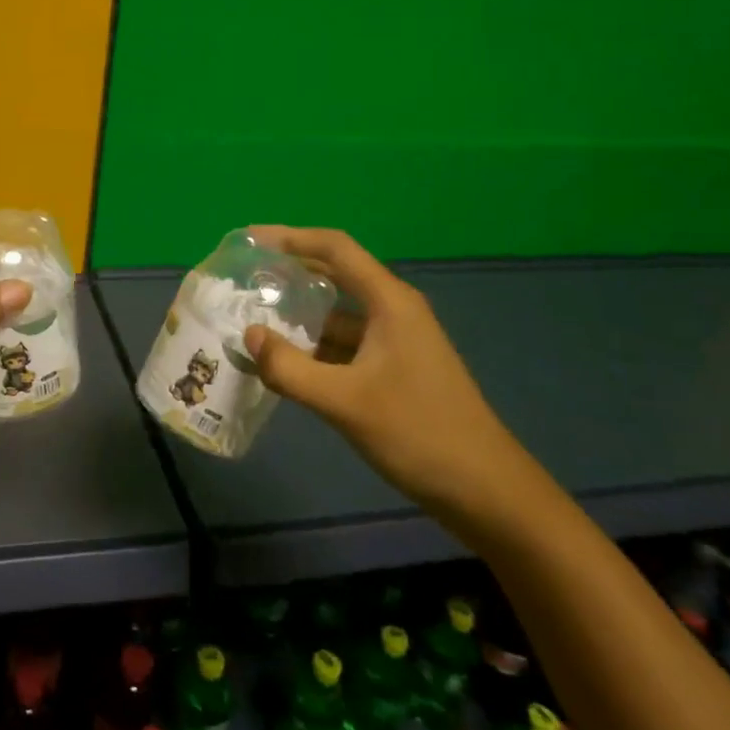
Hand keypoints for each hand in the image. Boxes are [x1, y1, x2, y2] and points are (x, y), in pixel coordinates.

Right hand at [242, 226, 531, 516]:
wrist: (486, 491)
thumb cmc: (419, 433)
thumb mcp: (345, 402)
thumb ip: (290, 369)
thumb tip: (248, 336)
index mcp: (389, 302)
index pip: (335, 248)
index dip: (290, 237)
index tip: (249, 240)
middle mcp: (393, 310)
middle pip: (335, 275)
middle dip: (289, 273)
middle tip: (244, 278)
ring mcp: (395, 341)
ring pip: (337, 315)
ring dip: (298, 316)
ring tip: (252, 320)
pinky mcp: (393, 369)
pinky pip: (344, 345)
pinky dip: (313, 347)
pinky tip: (284, 363)